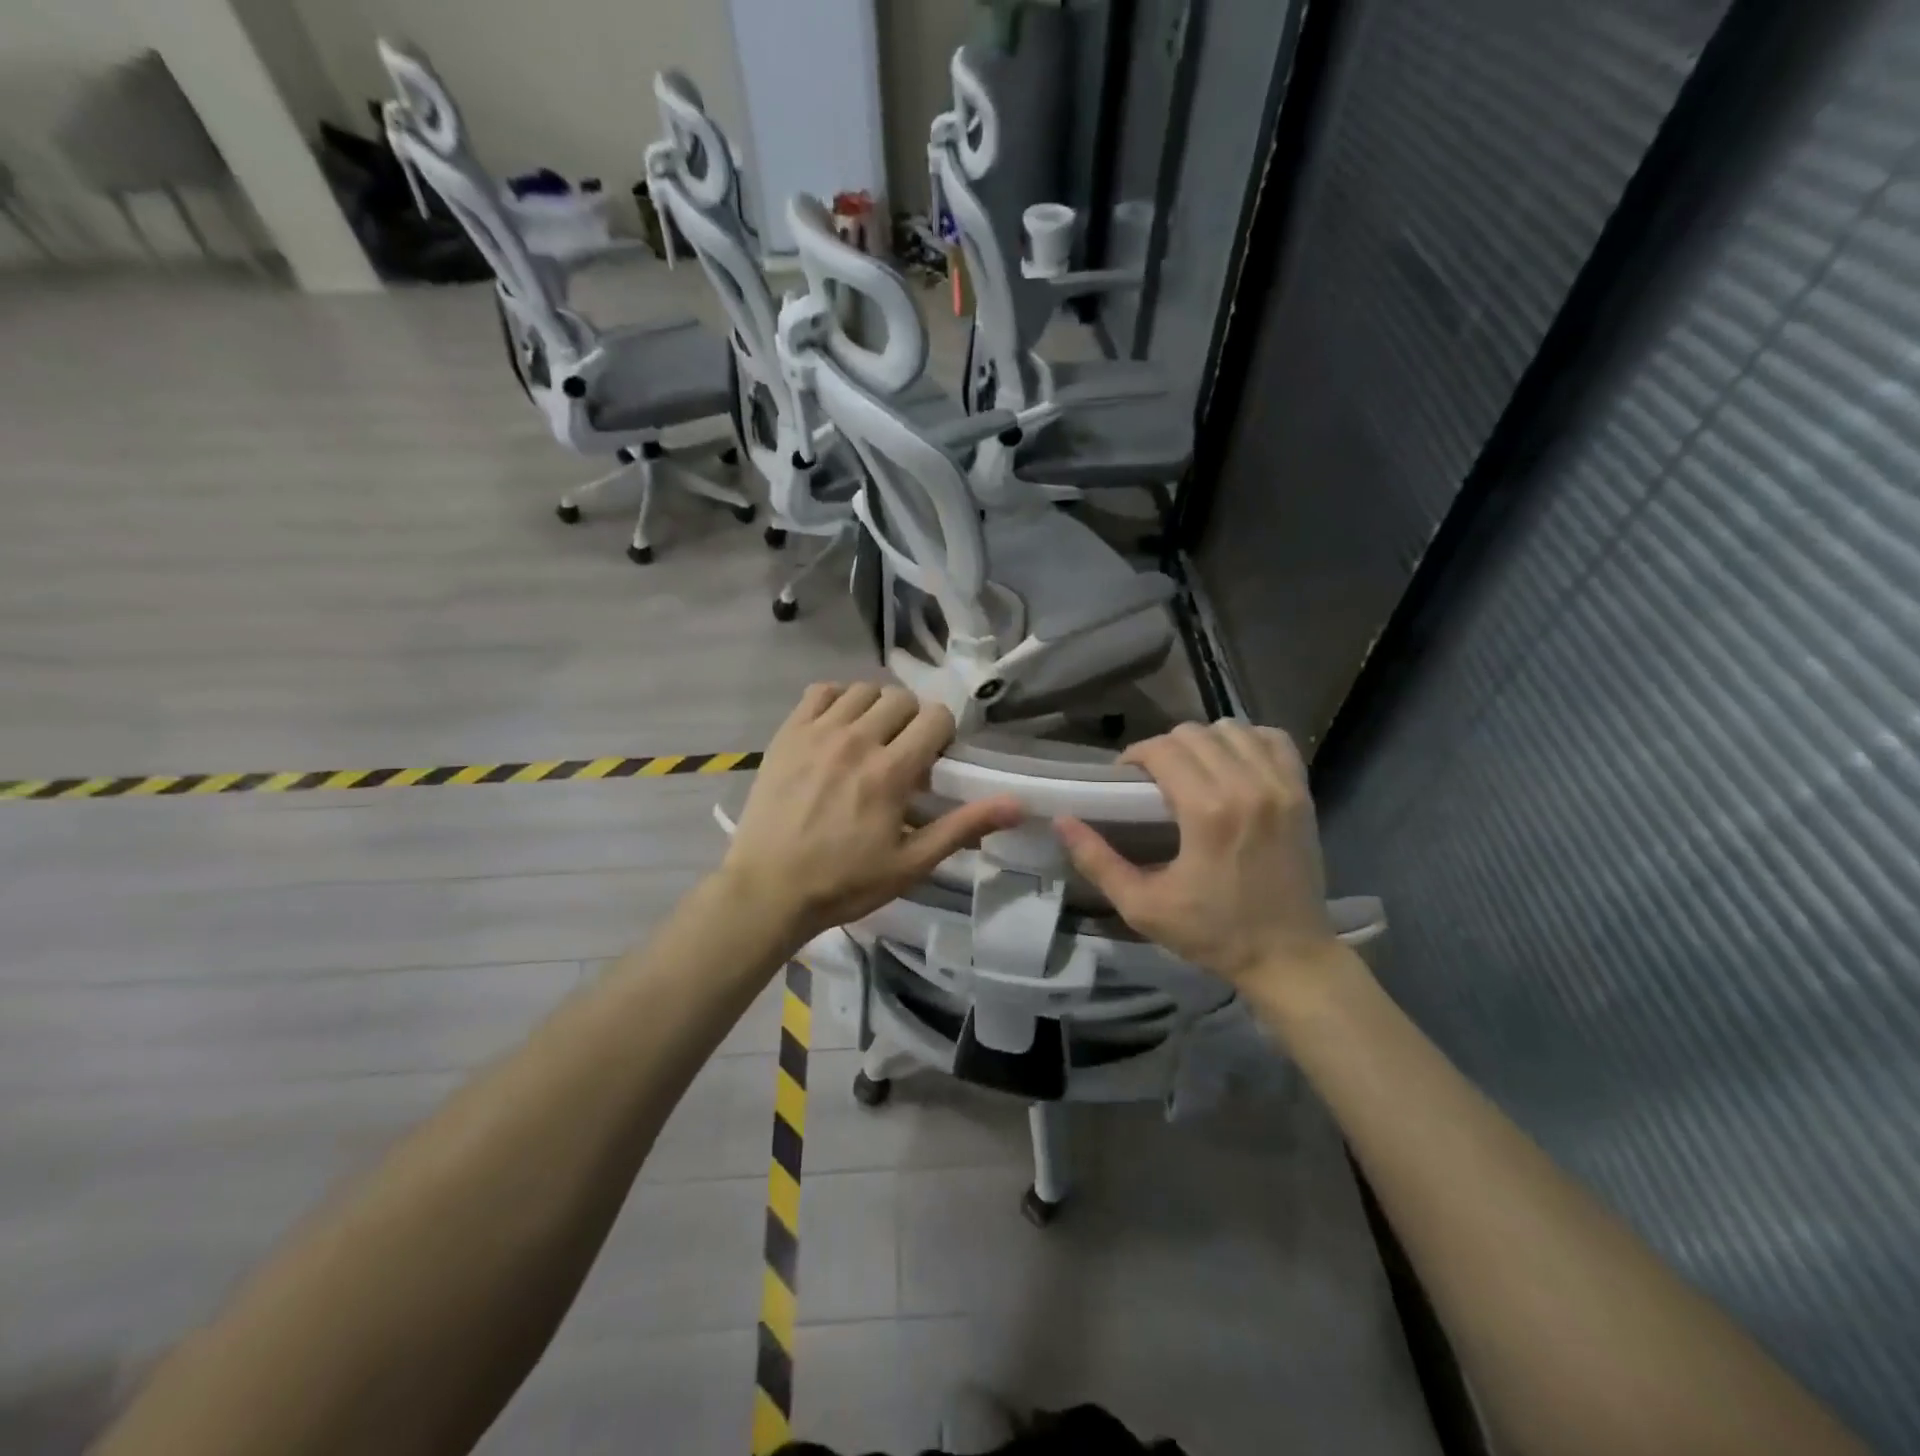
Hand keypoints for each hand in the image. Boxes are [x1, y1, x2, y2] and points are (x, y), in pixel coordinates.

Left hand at [723, 683, 1022, 943]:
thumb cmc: (845, 882)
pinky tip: (836, 728)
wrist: (768, 890)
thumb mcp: (912, 863)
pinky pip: (820, 692)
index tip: (934, 760)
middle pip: (901, 698)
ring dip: (876, 708)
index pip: (935, 716)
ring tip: (870, 739)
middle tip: (903, 753)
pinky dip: (836, 701)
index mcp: (891, 771)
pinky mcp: (787, 734)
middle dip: (912, 720)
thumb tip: (1019, 805)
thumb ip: (964, 826)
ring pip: (863, 690)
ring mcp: (818, 733)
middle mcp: (857, 740)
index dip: (943, 733)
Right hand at [1055, 721, 1343, 987]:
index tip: (1125, 779)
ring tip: (1194, 771)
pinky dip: (1249, 742)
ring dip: (1204, 742)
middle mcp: (1247, 786)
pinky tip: (1234, 764)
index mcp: (1207, 811)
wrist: (1289, 957)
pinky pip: (1274, 739)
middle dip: (1164, 748)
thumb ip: (1097, 861)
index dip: (1135, 756)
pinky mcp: (1302, 793)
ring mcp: (1281, 786)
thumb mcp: (1143, 906)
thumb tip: (1061, 820)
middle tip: (1154, 779)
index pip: (1162, 749)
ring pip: (1232, 729)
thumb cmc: (1212, 933)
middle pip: (1193, 733)